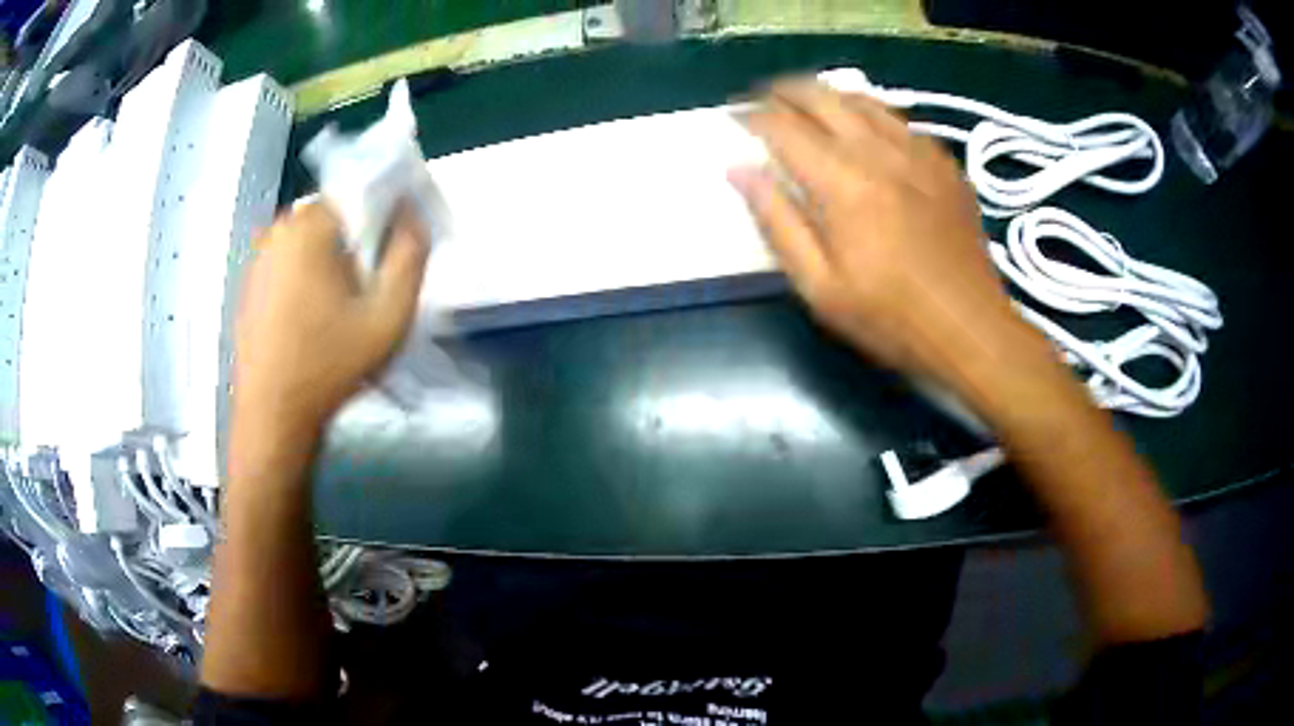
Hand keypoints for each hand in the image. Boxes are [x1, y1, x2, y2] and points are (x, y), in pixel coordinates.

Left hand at [232, 202, 428, 437]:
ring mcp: (258, 259)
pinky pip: (288, 264)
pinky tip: (314, 319)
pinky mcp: (249, 286)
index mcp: (309, 227)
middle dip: (357, 242)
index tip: (396, 253)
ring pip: (310, 242)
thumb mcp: (389, 316)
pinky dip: (306, 278)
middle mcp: (277, 232)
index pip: (358, 194)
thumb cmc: (331, 365)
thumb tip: (413, 215)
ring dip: (331, 261)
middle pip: (333, 218)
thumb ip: (410, 256)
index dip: (385, 217)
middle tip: (370, 288)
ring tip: (343, 307)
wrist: (273, 416)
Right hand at [730, 80, 1021, 385]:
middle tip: (763, 99)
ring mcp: (918, 152)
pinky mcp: (944, 163)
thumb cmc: (891, 318)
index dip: (752, 116)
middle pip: (822, 97)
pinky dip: (869, 112)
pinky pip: (898, 119)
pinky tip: (864, 128)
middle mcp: (879, 152)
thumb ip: (778, 222)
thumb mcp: (820, 287)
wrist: (971, 329)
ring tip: (806, 105)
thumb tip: (740, 171)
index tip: (734, 116)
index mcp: (842, 182)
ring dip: (826, 94)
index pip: (784, 127)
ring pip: (862, 99)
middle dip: (784, 91)